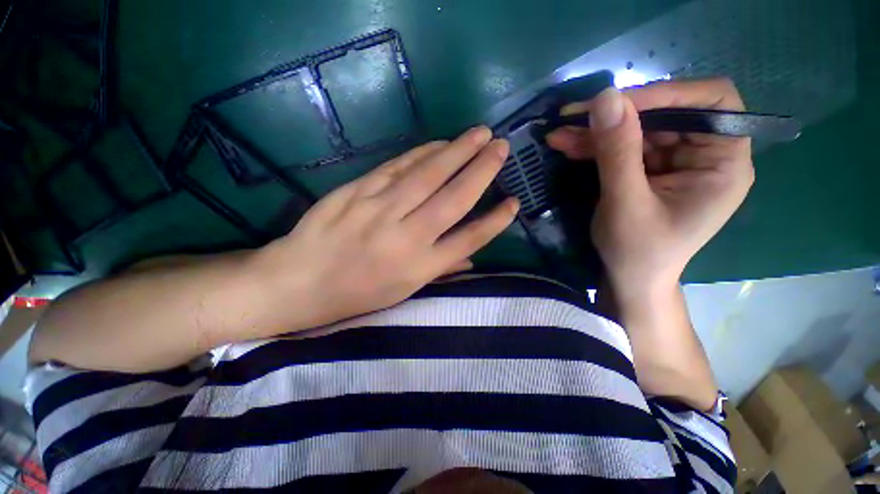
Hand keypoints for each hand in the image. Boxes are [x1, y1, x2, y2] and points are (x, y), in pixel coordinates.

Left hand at [258, 127, 518, 326]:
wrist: (299, 281)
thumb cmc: (357, 292)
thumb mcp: (403, 291)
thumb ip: (440, 269)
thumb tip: (471, 257)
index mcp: (419, 267)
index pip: (468, 239)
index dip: (495, 221)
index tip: (514, 202)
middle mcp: (406, 236)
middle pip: (453, 198)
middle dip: (482, 171)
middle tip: (502, 148)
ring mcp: (380, 210)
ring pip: (428, 174)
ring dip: (457, 151)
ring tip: (479, 135)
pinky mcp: (358, 190)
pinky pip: (398, 166)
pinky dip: (422, 152)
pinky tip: (440, 143)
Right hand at [547, 78, 753, 298]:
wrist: (628, 279)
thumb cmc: (637, 252)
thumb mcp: (625, 203)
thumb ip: (617, 152)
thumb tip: (605, 97)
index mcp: (723, 163)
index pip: (711, 102)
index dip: (667, 94)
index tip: (617, 104)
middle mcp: (704, 155)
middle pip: (665, 114)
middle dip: (616, 116)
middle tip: (572, 117)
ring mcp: (674, 162)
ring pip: (636, 130)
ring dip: (596, 132)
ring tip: (559, 134)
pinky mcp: (649, 170)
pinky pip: (622, 148)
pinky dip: (594, 147)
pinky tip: (567, 146)